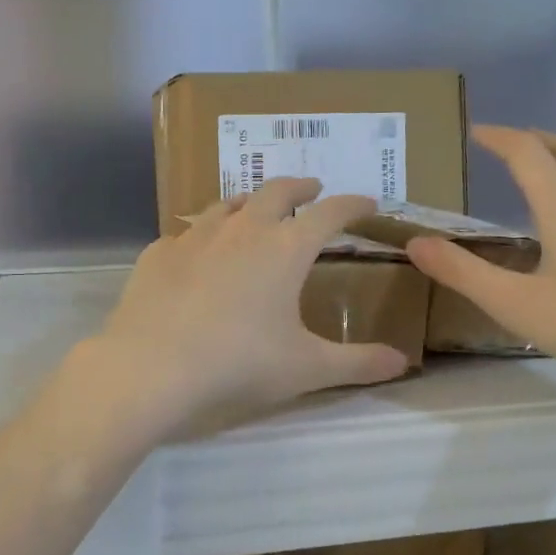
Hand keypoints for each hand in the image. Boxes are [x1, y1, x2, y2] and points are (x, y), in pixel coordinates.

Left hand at [85, 178, 409, 434]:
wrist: (152, 366)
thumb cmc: (238, 363)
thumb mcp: (306, 368)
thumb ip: (357, 363)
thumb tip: (403, 363)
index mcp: (285, 249)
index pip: (329, 214)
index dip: (352, 204)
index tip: (367, 202)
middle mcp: (242, 230)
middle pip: (276, 191)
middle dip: (300, 186)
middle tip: (312, 187)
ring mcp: (195, 236)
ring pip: (228, 204)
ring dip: (250, 201)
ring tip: (256, 207)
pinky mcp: (158, 253)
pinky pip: (186, 233)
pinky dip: (203, 235)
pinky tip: (198, 250)